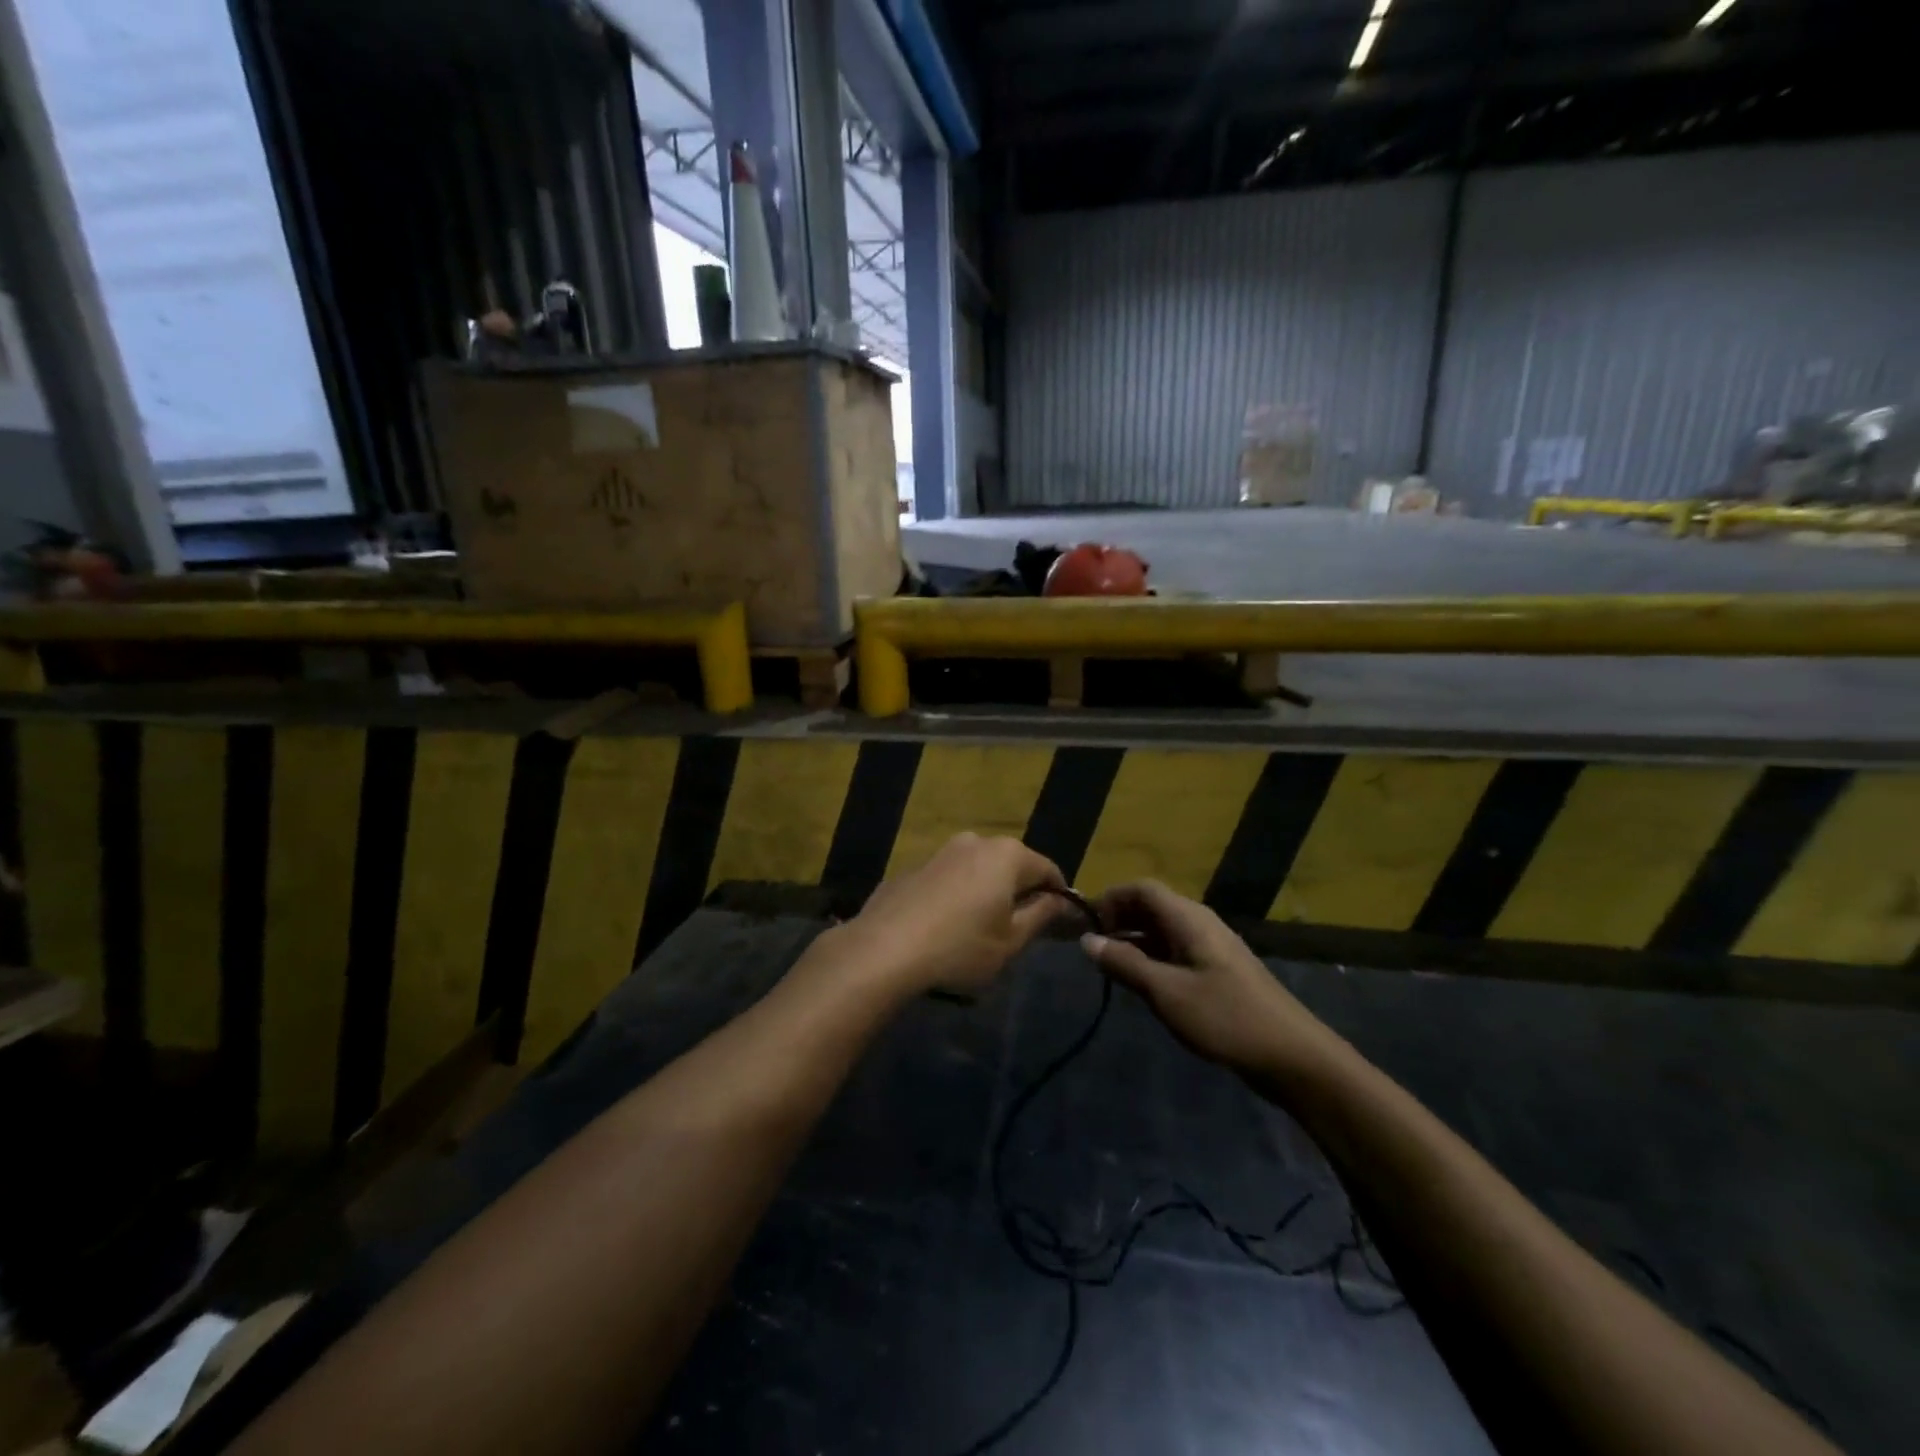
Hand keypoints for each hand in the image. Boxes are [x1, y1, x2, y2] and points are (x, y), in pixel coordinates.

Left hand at [830, 834, 1068, 997]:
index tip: (1060, 923)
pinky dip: (956, 895)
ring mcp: (940, 851)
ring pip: (978, 869)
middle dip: (1021, 891)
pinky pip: (948, 878)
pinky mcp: (913, 867)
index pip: (1048, 869)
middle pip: (1012, 864)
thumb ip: (1042, 916)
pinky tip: (945, 926)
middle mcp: (975, 842)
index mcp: (1007, 855)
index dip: (1059, 896)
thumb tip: (1061, 901)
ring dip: (986, 891)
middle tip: (1020, 928)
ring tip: (981, 929)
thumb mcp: (1011, 941)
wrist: (883, 949)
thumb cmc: (960, 948)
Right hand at [1083, 881, 1341, 1075]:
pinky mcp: (1219, 971)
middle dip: (1120, 919)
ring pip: (1164, 930)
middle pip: (1152, 905)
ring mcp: (1212, 947)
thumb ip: (1125, 964)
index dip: (1111, 899)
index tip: (1088, 926)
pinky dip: (1153, 957)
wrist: (1293, 1056)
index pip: (1142, 889)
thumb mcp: (1166, 992)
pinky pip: (1177, 950)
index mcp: (1189, 919)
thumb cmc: (1226, 1018)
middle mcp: (1200, 923)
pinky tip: (1144, 984)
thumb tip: (1087, 939)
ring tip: (1112, 968)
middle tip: (1095, 949)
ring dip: (1135, 940)